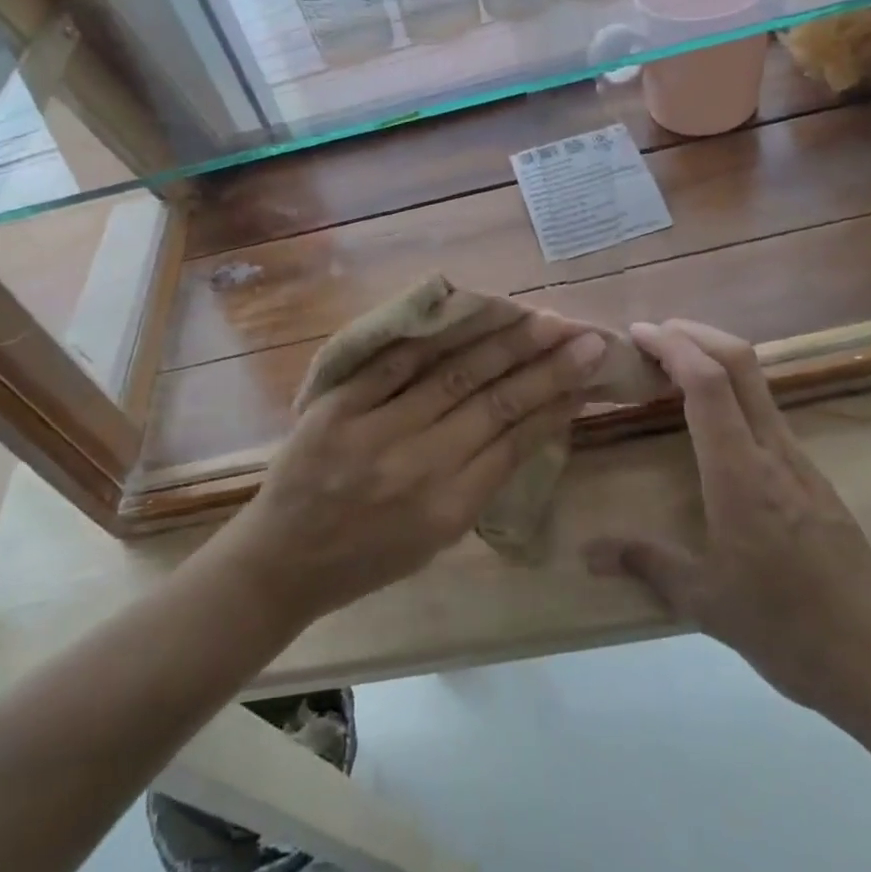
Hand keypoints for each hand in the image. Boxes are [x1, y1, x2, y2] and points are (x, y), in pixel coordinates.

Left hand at [215, 307, 606, 626]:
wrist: (283, 559)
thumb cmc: (369, 557)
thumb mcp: (438, 537)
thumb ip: (483, 478)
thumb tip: (533, 420)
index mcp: (448, 509)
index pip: (515, 440)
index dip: (555, 399)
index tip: (587, 368)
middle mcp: (417, 467)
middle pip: (494, 402)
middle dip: (544, 364)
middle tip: (581, 333)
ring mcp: (374, 431)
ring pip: (452, 373)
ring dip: (500, 341)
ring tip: (537, 316)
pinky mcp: (337, 406)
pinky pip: (395, 360)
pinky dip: (434, 335)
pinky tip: (467, 312)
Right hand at [584, 320, 870, 720]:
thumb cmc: (788, 627)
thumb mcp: (704, 600)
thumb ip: (645, 563)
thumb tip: (587, 553)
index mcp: (740, 473)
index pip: (708, 383)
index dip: (671, 346)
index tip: (637, 333)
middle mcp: (773, 452)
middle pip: (741, 362)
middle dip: (695, 333)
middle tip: (652, 334)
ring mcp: (799, 462)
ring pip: (758, 383)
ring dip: (714, 358)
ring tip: (672, 368)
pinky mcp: (812, 478)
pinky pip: (766, 411)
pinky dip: (731, 391)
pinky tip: (710, 419)